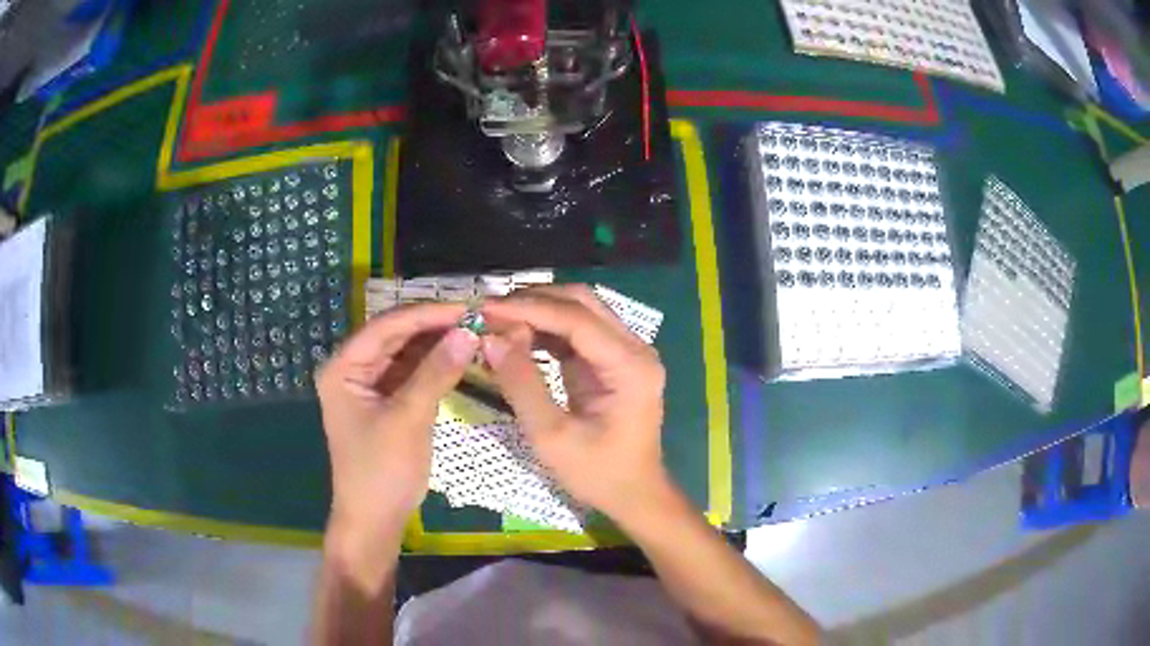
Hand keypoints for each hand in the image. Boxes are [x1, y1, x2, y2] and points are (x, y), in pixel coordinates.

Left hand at [316, 303, 478, 543]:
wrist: (376, 519)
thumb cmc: (382, 471)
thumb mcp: (408, 419)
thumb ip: (436, 373)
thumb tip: (469, 331)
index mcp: (343, 367)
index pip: (386, 327)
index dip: (427, 314)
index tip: (468, 306)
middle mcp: (354, 368)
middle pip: (396, 335)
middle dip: (435, 325)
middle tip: (478, 316)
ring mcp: (371, 384)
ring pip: (408, 352)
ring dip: (438, 343)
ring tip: (476, 330)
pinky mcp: (388, 400)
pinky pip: (414, 372)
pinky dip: (437, 364)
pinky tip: (463, 354)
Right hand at [481, 285, 670, 522]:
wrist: (633, 494)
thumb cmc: (597, 474)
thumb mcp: (552, 436)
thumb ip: (521, 384)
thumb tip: (490, 339)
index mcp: (630, 366)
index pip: (576, 318)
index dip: (528, 308)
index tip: (485, 308)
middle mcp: (634, 348)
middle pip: (581, 302)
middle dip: (533, 301)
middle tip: (488, 312)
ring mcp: (625, 352)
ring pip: (578, 311)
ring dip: (537, 312)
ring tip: (496, 323)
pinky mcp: (611, 361)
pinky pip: (576, 332)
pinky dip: (545, 330)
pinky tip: (516, 338)